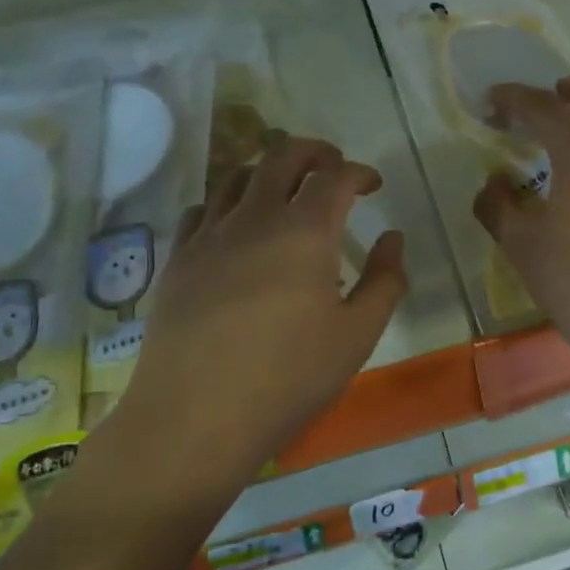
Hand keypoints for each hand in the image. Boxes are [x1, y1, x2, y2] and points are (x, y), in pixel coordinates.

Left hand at [115, 136, 406, 490]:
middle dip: (315, 151)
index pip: (336, 176)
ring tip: (284, 191)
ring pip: (238, 175)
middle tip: (332, 167)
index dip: (359, 172)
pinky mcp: (178, 258)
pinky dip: (227, 203)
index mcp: (305, 231)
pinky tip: (234, 227)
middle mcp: (255, 217)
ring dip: (268, 171)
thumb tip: (392, 239)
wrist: (195, 418)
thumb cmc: (288, 379)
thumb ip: (384, 281)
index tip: (372, 185)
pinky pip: (202, 209)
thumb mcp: (357, 336)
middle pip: (283, 155)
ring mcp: (209, 235)